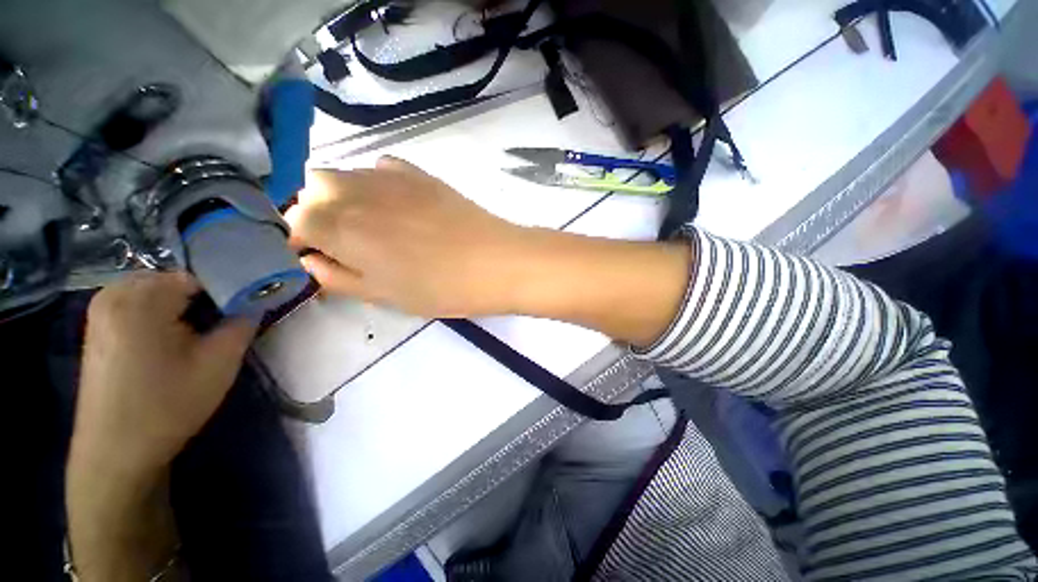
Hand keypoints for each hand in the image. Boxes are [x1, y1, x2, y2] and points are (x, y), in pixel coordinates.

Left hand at [73, 271, 254, 476]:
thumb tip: (256, 303)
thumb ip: (243, 323)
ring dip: (185, 305)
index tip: (249, 305)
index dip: (230, 288)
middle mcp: (114, 294)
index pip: (199, 274)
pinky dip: (163, 313)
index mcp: (140, 299)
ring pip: (158, 291)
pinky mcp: (99, 328)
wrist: (116, 452)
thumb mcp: (219, 363)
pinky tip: (174, 339)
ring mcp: (101, 311)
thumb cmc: (168, 405)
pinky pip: (139, 304)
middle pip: (176, 280)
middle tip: (227, 320)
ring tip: (203, 331)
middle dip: (206, 296)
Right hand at [286, 157, 531, 316]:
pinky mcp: (419, 173)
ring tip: (372, 226)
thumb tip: (310, 260)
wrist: (495, 262)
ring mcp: (389, 176)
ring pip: (344, 174)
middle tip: (344, 242)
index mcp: (338, 226)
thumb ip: (338, 277)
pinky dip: (377, 184)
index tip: (316, 256)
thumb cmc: (440, 287)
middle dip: (316, 213)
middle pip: (312, 190)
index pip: (292, 222)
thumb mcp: (384, 295)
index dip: (299, 240)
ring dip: (343, 196)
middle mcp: (354, 190)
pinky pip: (382, 169)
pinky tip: (397, 205)